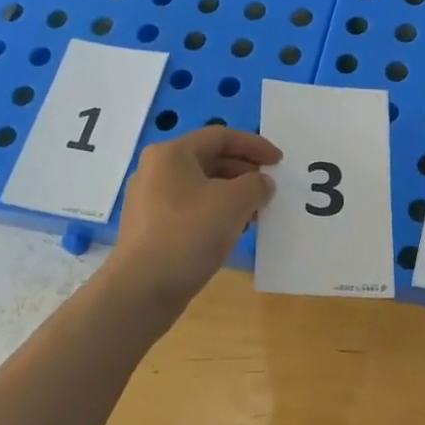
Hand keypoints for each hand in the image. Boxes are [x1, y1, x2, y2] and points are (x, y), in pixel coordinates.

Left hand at [112, 127, 279, 303]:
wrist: (144, 287)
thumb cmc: (190, 233)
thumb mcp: (235, 202)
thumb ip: (257, 184)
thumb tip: (262, 183)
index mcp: (171, 153)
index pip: (221, 136)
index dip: (255, 145)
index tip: (279, 161)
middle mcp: (156, 170)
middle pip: (210, 160)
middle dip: (244, 172)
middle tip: (269, 188)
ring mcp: (150, 200)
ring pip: (201, 186)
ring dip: (233, 195)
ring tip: (257, 213)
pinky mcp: (151, 227)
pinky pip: (191, 208)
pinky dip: (216, 212)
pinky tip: (233, 230)